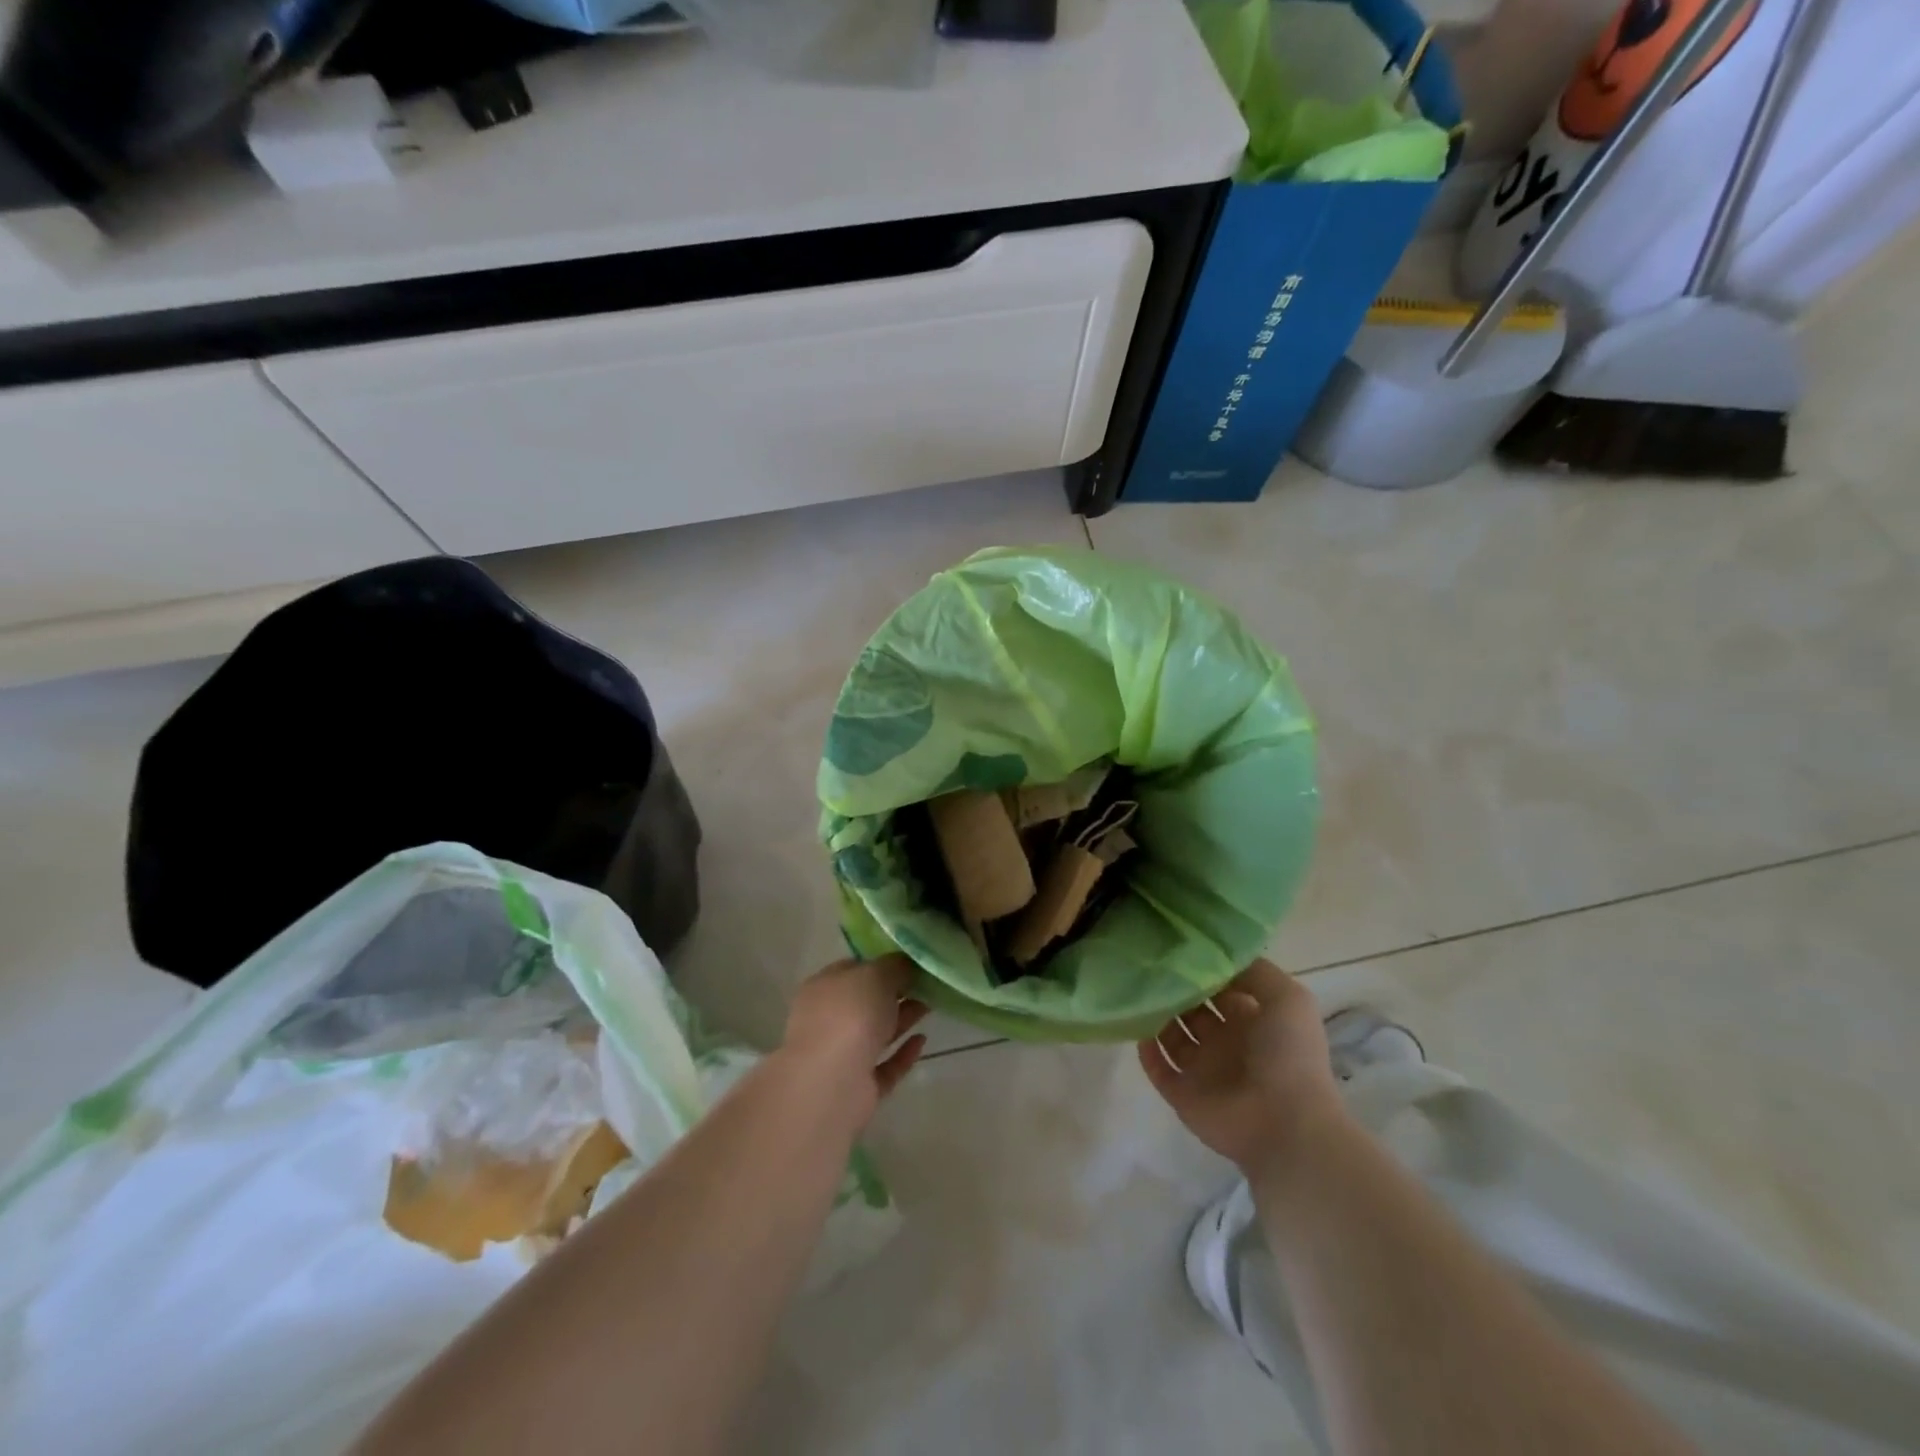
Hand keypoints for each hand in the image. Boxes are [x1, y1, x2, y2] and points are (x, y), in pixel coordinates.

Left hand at [778, 955, 929, 1133]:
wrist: (832, 1083)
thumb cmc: (850, 1015)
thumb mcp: (876, 975)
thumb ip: (894, 966)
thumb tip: (905, 963)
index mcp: (824, 988)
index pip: (854, 970)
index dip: (882, 964)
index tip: (911, 962)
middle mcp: (828, 1020)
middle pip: (867, 1002)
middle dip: (896, 993)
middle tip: (928, 984)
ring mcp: (842, 1055)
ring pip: (876, 1033)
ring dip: (902, 1019)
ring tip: (932, 1006)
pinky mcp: (858, 1087)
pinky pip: (885, 1066)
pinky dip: (902, 1054)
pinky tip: (922, 1040)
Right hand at [1138, 959, 1348, 1174]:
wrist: (1286, 1125)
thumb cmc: (1288, 1055)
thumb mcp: (1287, 998)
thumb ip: (1254, 971)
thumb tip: (1216, 956)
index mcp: (1251, 1020)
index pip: (1220, 988)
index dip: (1202, 969)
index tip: (1176, 947)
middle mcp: (1225, 1042)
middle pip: (1191, 1009)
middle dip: (1174, 989)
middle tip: (1147, 964)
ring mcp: (1203, 1070)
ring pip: (1171, 1036)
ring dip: (1156, 1015)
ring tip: (1136, 990)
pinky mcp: (1182, 1094)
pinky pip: (1157, 1068)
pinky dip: (1146, 1049)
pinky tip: (1136, 1026)